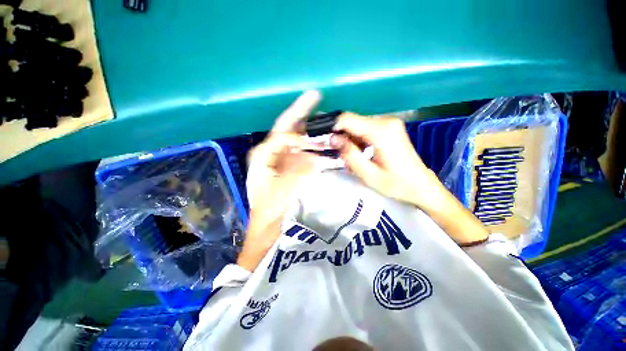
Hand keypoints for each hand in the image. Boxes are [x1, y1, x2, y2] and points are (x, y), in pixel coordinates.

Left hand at [238, 91, 321, 270]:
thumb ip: (296, 173)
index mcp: (264, 155)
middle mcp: (272, 152)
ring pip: (298, 138)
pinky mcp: (292, 166)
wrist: (269, 226)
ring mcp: (283, 158)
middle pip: (287, 128)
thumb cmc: (270, 211)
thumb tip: (312, 157)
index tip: (314, 140)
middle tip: (315, 95)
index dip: (298, 134)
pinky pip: (304, 151)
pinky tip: (325, 141)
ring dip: (311, 129)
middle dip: (301, 112)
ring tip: (325, 119)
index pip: (282, 135)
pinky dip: (314, 145)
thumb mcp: (280, 192)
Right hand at [330, 113, 441, 208]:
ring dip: (347, 138)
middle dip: (339, 134)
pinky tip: (357, 152)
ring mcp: (388, 123)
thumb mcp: (369, 175)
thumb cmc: (396, 184)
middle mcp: (385, 121)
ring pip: (357, 124)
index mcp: (380, 131)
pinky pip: (365, 129)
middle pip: (352, 120)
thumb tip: (333, 138)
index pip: (347, 119)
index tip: (320, 137)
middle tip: (331, 150)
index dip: (331, 126)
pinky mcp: (388, 128)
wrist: (421, 185)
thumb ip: (350, 155)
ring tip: (345, 155)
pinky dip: (356, 139)